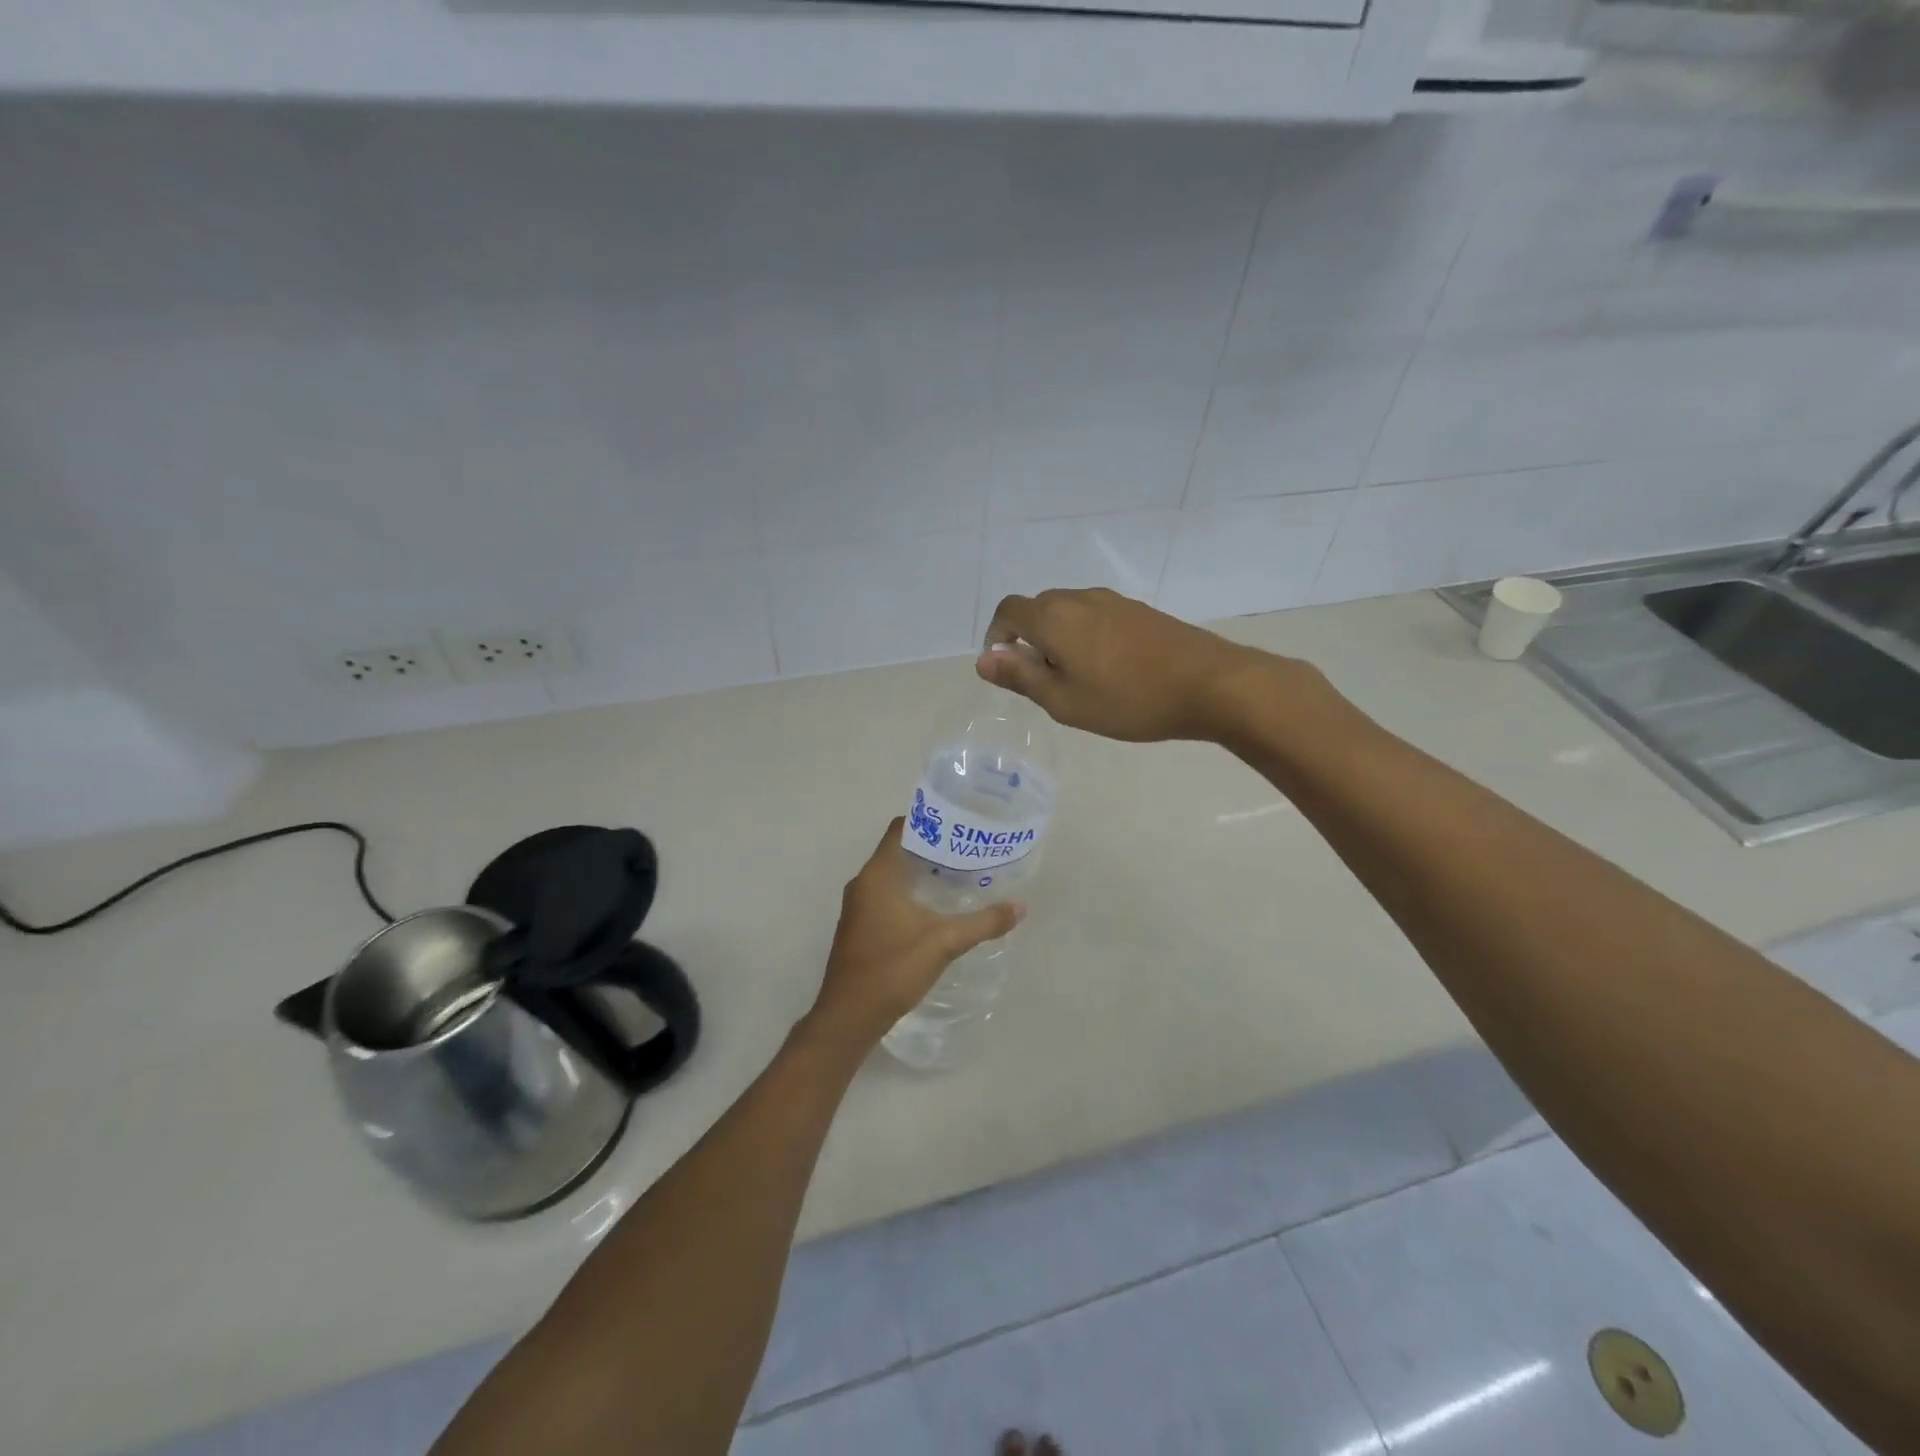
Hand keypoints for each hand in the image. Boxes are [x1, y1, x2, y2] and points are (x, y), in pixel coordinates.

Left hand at [803, 819, 1024, 1050]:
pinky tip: (935, 907)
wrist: (849, 1016)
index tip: (958, 823)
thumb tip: (1020, 906)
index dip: (928, 821)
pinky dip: (909, 892)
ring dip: (920, 872)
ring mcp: (858, 906)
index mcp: (878, 875)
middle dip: (931, 848)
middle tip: (967, 849)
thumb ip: (984, 922)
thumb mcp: (945, 942)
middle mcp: (863, 883)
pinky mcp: (859, 926)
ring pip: (892, 875)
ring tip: (958, 875)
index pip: (900, 829)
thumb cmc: (893, 968)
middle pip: (898, 850)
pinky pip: (886, 895)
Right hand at [978, 587, 1298, 742]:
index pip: (1008, 610)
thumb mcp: (1064, 701)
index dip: (997, 635)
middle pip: (1038, 609)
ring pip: (1069, 613)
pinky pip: (1096, 617)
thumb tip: (983, 659)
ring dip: (1060, 639)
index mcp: (1054, 617)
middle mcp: (1080, 598)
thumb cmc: (1128, 699)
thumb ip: (1020, 677)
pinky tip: (1109, 671)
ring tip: (1078, 680)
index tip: (1006, 668)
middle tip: (1044, 683)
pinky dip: (1087, 638)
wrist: (1211, 684)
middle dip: (1029, 640)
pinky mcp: (1140, 611)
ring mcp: (1114, 601)